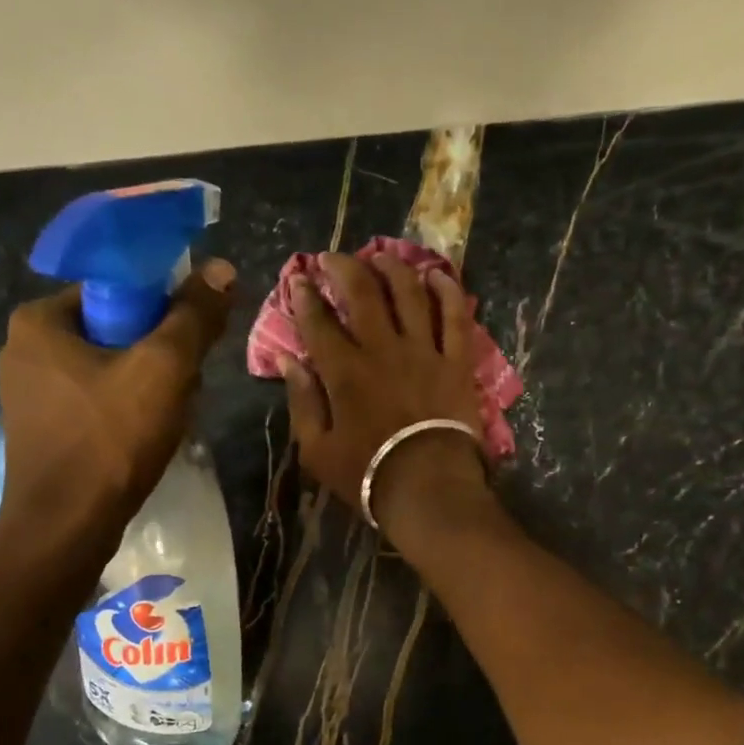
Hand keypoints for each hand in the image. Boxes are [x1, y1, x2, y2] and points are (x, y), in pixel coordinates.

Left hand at [0, 261, 233, 548]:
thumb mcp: (164, 369)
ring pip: (109, 370)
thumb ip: (193, 316)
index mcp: (38, 320)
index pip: (115, 288)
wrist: (67, 527)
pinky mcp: (42, 430)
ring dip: (148, 386)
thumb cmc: (111, 439)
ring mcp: (29, 394)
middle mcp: (24, 349)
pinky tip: (146, 437)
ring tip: (171, 416)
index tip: (189, 341)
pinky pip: (96, 402)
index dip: (162, 308)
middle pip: (115, 330)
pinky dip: (126, 412)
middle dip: (158, 355)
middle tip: (186, 385)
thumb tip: (221, 268)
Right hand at [279, 250, 490, 539]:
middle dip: (343, 267)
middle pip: (362, 293)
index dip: (304, 296)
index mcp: (344, 371)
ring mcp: (424, 351)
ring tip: (381, 255)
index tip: (297, 279)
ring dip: (393, 268)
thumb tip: (287, 359)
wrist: (429, 489)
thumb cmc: (368, 474)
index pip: (318, 321)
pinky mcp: (456, 362)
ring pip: (409, 294)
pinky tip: (437, 275)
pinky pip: (455, 317)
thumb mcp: (317, 449)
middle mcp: (382, 348)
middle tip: (332, 257)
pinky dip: (447, 292)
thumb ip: (302, 401)